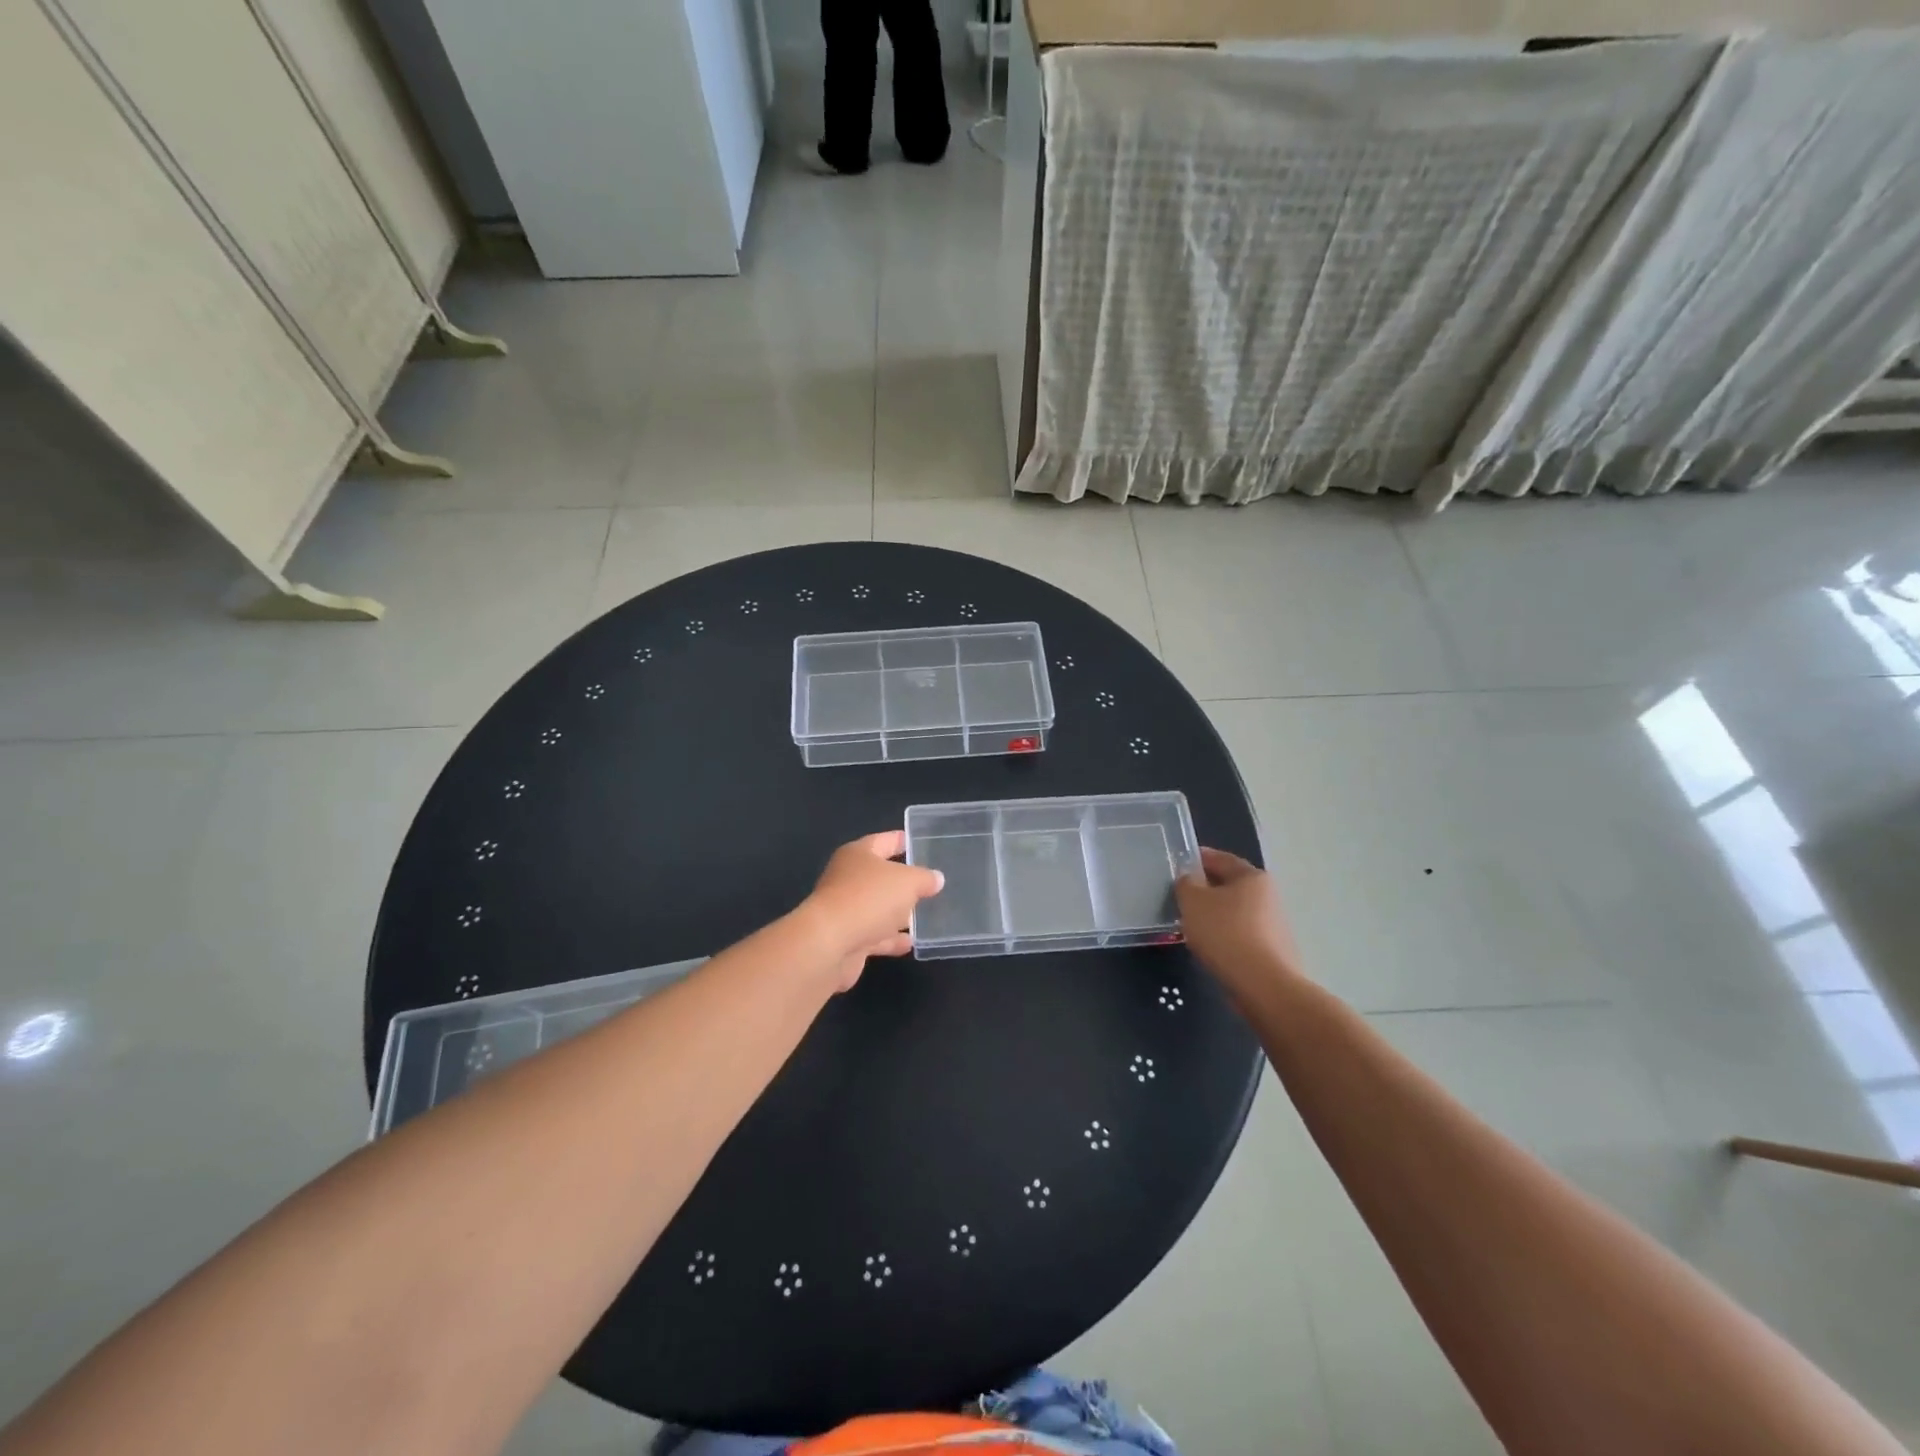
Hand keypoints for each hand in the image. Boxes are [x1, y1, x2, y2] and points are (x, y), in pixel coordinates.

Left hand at [798, 831, 945, 990]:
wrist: (830, 944)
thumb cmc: (868, 898)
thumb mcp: (907, 881)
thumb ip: (924, 878)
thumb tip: (936, 878)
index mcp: (858, 855)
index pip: (883, 841)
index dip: (901, 840)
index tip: (918, 841)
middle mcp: (848, 879)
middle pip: (880, 876)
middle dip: (903, 880)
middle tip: (930, 882)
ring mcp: (846, 910)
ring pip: (877, 907)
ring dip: (897, 912)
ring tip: (925, 914)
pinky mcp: (847, 939)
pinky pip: (874, 935)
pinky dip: (890, 938)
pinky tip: (910, 943)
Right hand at [1174, 848, 1304, 1005]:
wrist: (1262, 985)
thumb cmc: (1225, 933)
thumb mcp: (1193, 901)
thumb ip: (1186, 884)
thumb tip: (1189, 879)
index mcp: (1252, 877)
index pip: (1221, 858)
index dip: (1198, 858)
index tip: (1179, 862)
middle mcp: (1268, 896)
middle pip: (1230, 885)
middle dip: (1205, 888)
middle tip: (1180, 894)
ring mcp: (1274, 924)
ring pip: (1235, 911)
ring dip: (1214, 914)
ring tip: (1190, 923)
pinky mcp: (1272, 950)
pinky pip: (1241, 934)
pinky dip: (1224, 935)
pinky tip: (1209, 946)